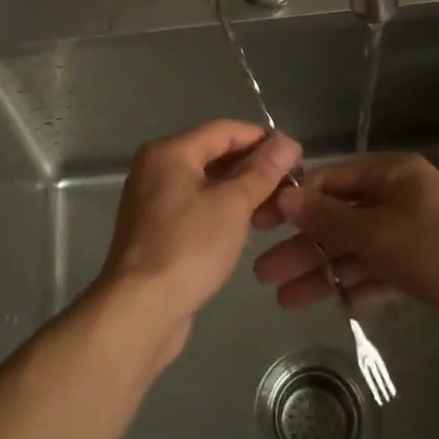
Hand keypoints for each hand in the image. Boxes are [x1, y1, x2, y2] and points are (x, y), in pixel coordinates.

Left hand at [99, 120, 301, 360]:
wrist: (141, 309)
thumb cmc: (189, 246)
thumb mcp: (233, 204)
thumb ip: (262, 171)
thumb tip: (287, 142)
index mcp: (170, 151)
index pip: (225, 130)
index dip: (263, 139)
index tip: (297, 156)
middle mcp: (156, 168)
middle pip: (214, 155)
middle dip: (254, 169)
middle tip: (291, 187)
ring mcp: (153, 200)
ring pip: (206, 184)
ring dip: (241, 193)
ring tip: (277, 212)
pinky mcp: (156, 230)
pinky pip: (196, 207)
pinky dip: (222, 211)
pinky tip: (248, 228)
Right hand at [252, 152, 438, 319]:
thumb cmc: (437, 248)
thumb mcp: (376, 231)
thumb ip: (327, 218)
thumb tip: (283, 198)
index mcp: (390, 174)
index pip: (330, 181)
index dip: (293, 202)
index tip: (259, 222)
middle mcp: (398, 198)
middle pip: (339, 219)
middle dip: (302, 246)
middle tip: (263, 271)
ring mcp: (411, 233)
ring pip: (355, 249)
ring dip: (322, 271)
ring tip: (283, 298)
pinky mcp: (422, 267)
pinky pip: (377, 271)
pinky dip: (354, 285)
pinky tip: (328, 304)